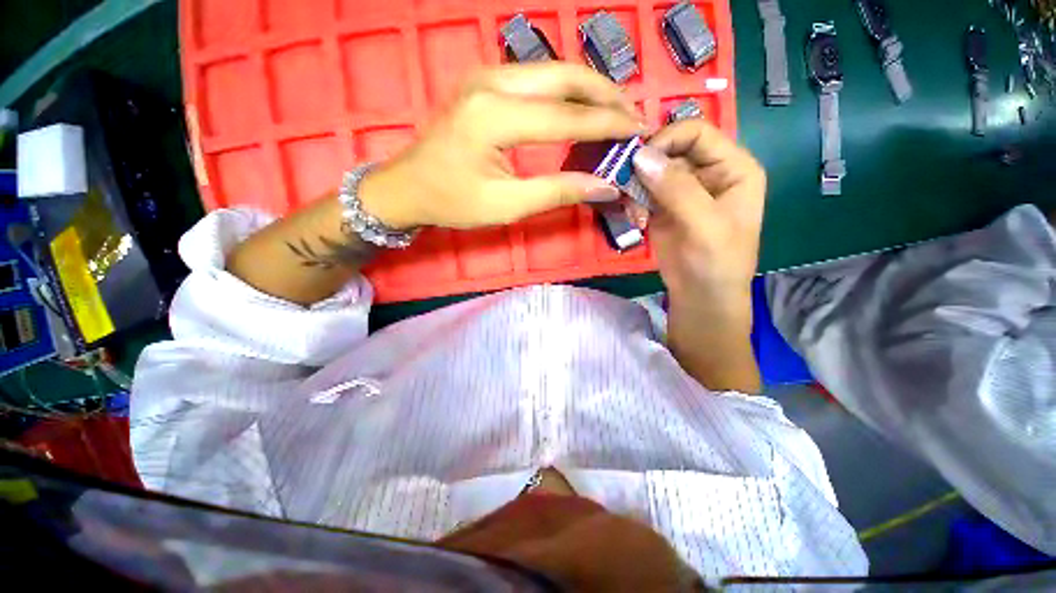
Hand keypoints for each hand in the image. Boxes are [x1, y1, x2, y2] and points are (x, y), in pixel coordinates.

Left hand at [361, 63, 645, 229]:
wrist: (408, 186)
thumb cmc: (452, 201)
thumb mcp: (506, 205)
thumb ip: (557, 192)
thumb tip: (605, 186)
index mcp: (494, 116)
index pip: (566, 116)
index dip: (607, 125)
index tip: (639, 131)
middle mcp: (492, 82)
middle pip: (564, 77)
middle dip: (606, 95)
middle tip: (633, 116)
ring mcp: (487, 76)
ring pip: (553, 72)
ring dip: (589, 89)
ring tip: (616, 112)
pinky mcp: (486, 83)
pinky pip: (537, 79)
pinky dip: (567, 92)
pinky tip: (581, 108)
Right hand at [632, 119, 765, 392]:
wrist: (700, 297)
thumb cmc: (716, 262)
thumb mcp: (704, 225)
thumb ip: (677, 188)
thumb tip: (641, 155)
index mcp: (733, 168)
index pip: (697, 133)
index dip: (667, 139)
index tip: (638, 159)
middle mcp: (708, 173)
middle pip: (671, 149)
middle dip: (646, 165)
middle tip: (626, 184)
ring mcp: (682, 191)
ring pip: (652, 170)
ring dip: (636, 186)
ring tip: (634, 212)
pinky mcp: (662, 208)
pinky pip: (642, 191)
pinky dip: (633, 201)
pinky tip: (635, 219)